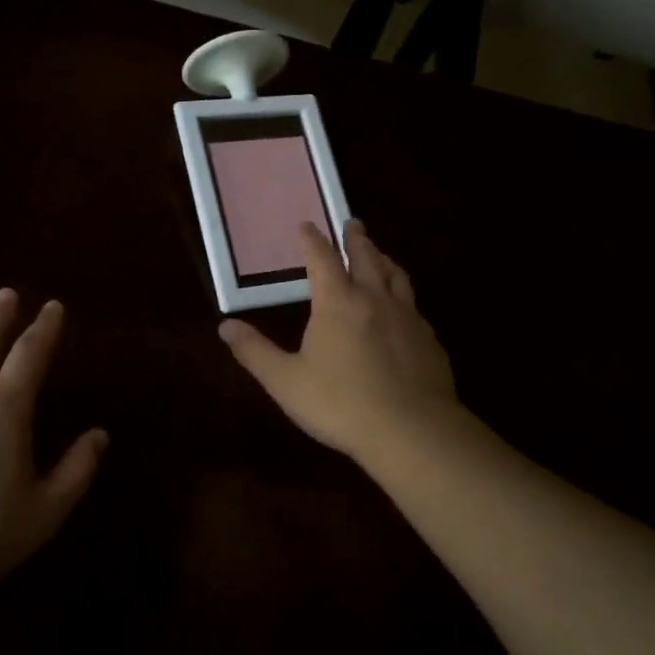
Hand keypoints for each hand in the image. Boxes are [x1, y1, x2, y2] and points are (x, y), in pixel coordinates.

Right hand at [218, 220, 458, 463]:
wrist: (411, 430)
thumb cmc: (340, 403)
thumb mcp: (286, 381)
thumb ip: (255, 352)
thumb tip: (225, 325)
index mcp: (337, 302)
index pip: (322, 259)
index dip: (313, 240)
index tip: (307, 225)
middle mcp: (374, 299)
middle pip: (366, 258)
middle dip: (356, 239)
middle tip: (352, 223)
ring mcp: (407, 318)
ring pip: (396, 276)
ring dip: (384, 259)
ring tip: (380, 253)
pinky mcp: (429, 340)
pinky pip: (415, 306)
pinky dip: (405, 295)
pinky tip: (405, 308)